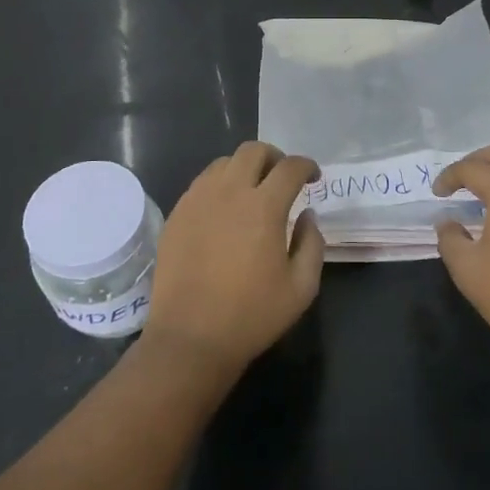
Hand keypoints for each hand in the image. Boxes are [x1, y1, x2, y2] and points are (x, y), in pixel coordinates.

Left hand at [147, 142, 324, 372]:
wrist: (190, 338)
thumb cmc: (252, 315)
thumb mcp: (301, 288)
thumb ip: (312, 243)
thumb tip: (307, 216)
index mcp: (263, 207)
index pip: (290, 167)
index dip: (307, 166)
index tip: (313, 178)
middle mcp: (229, 192)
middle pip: (253, 151)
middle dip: (275, 157)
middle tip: (283, 178)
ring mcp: (197, 200)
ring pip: (224, 163)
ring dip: (244, 169)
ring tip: (252, 192)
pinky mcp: (176, 215)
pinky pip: (201, 184)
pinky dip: (219, 186)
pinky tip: (224, 212)